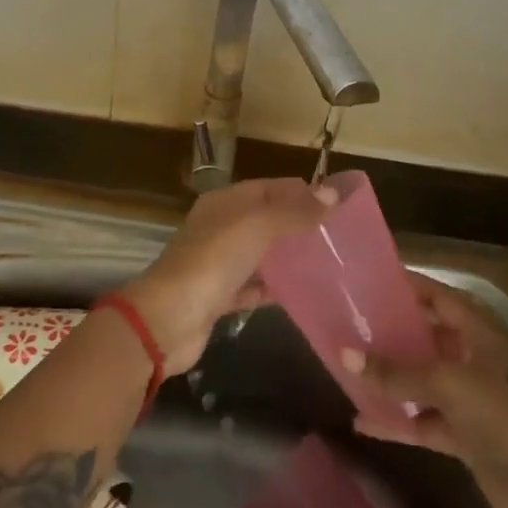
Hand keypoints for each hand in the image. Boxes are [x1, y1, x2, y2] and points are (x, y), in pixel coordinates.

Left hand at [119, 178, 336, 374]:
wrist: (168, 319)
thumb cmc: (213, 261)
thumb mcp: (257, 226)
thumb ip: (294, 211)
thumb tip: (333, 193)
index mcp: (225, 202)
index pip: (269, 188)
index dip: (301, 191)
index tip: (337, 203)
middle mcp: (220, 227)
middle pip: (266, 219)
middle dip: (298, 224)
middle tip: (339, 235)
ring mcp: (218, 263)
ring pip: (261, 253)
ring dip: (289, 257)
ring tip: (329, 263)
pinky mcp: (220, 298)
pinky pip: (254, 286)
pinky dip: (275, 288)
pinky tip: (304, 293)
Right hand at [344, 275, 507, 507]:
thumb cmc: (499, 416)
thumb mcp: (444, 383)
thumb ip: (394, 372)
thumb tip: (344, 355)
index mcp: (477, 334)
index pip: (437, 297)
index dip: (407, 287)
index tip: (369, 280)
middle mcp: (471, 360)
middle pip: (426, 338)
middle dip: (391, 332)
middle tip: (350, 322)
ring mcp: (468, 400)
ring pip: (420, 381)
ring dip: (390, 377)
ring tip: (348, 365)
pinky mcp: (463, 437)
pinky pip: (421, 421)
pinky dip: (396, 421)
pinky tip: (362, 421)